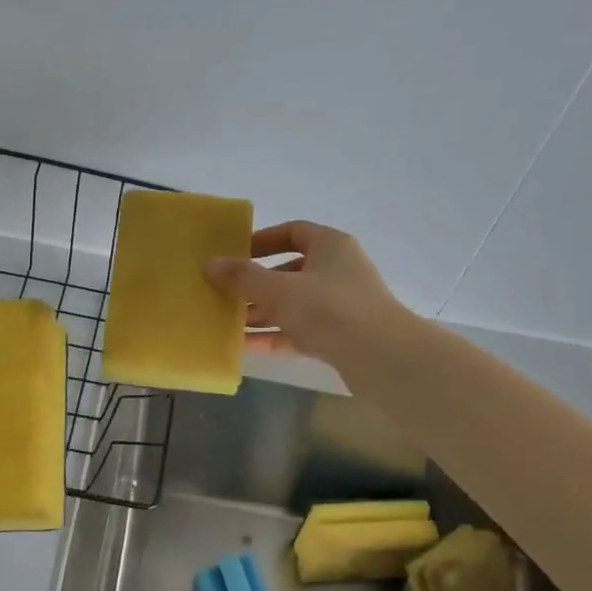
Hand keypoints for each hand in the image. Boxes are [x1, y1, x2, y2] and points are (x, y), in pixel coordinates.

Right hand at [205, 221, 406, 366]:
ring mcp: (341, 306)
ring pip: (294, 305)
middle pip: (290, 271)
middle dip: (256, 284)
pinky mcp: (340, 337)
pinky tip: (245, 347)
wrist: (382, 358)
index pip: (293, 232)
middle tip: (224, 294)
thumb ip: (243, 277)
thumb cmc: (330, 310)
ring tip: (227, 323)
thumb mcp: (279, 290)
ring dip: (263, 313)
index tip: (234, 253)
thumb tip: (210, 263)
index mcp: (331, 246)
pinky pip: (300, 332)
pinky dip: (276, 337)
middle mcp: (338, 271)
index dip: (262, 240)